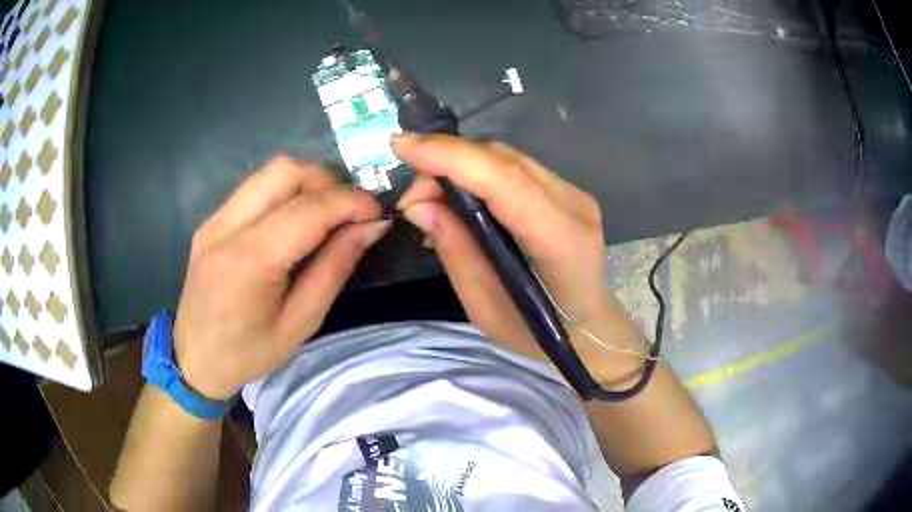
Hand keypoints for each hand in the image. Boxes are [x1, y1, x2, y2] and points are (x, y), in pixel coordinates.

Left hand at [173, 156, 389, 400]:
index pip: (308, 208)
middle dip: (329, 181)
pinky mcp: (211, 220)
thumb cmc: (250, 353)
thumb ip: (336, 267)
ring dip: (308, 182)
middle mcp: (226, 228)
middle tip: (349, 212)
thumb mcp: (302, 322)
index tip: (377, 212)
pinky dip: (286, 192)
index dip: (350, 201)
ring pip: (270, 171)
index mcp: (248, 263)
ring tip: (326, 213)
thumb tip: (372, 225)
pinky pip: (255, 187)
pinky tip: (295, 220)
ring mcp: (214, 219)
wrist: (194, 359)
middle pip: (286, 170)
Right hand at [394, 133, 646, 383]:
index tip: (401, 146)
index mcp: (561, 240)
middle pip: (503, 161)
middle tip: (412, 198)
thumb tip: (419, 205)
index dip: (451, 157)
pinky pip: (514, 168)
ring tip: (429, 197)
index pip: (505, 181)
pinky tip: (458, 194)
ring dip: (460, 165)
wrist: (589, 330)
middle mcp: (573, 205)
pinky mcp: (567, 192)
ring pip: (507, 158)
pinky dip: (478, 172)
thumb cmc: (539, 336)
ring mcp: (574, 194)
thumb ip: (456, 251)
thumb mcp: (486, 310)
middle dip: (446, 162)